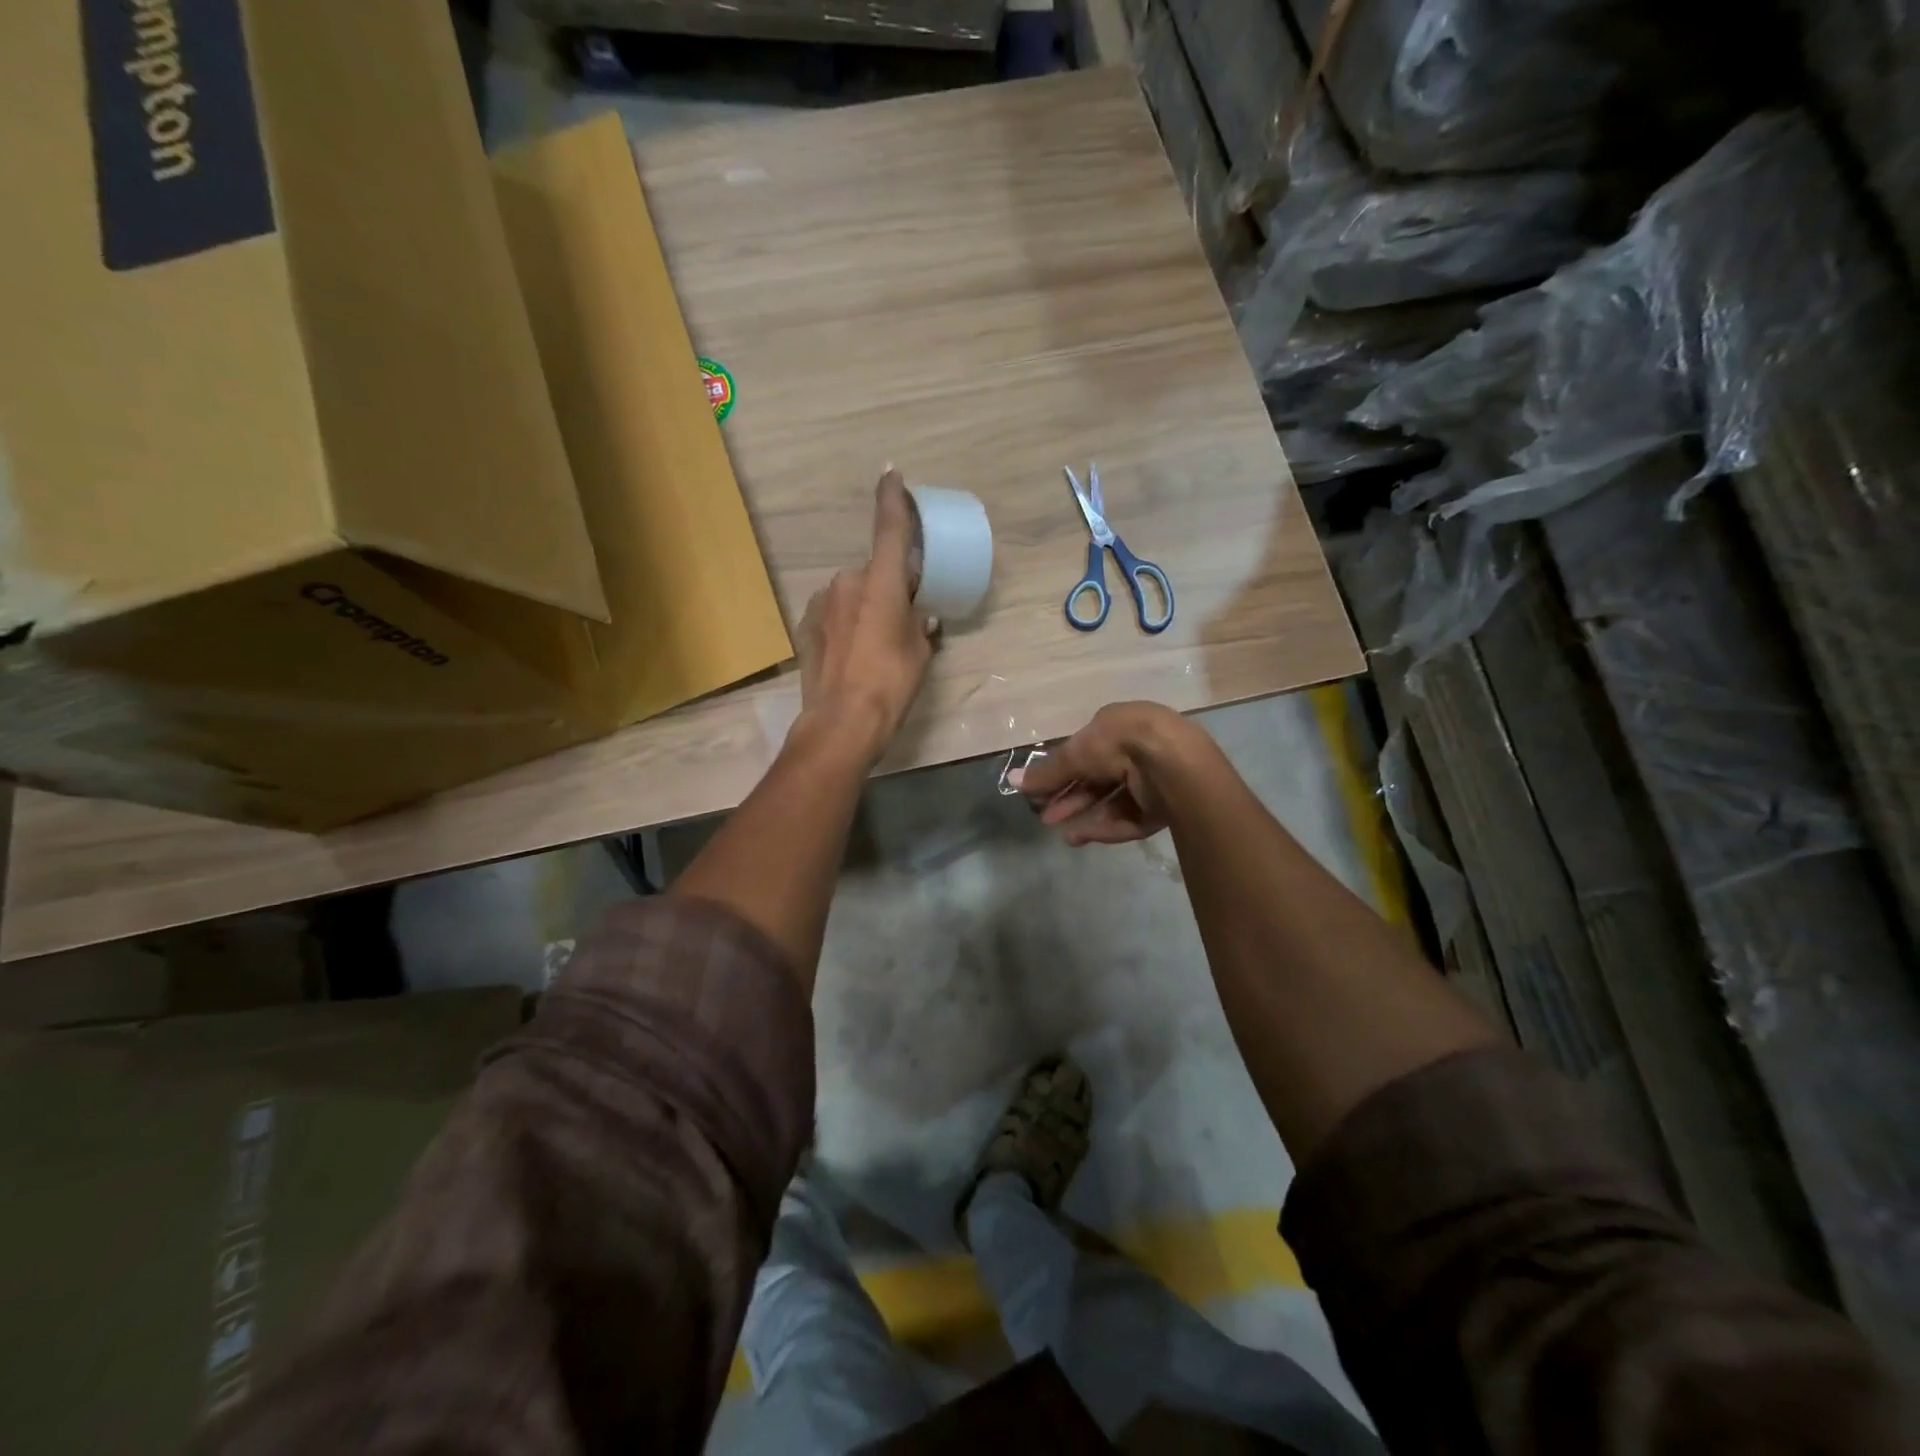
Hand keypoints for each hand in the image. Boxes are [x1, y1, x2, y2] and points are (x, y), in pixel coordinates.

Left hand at [794, 469, 938, 763]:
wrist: (840, 722)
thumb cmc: (889, 684)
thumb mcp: (919, 654)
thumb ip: (920, 625)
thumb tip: (922, 615)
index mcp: (881, 582)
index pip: (889, 528)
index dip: (892, 498)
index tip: (891, 474)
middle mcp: (847, 582)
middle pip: (874, 571)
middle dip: (888, 586)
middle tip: (902, 617)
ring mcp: (822, 602)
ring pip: (853, 593)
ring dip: (866, 605)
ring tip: (875, 644)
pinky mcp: (806, 624)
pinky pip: (835, 611)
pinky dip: (847, 622)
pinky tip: (853, 652)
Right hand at [1012, 702, 1203, 845]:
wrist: (1172, 762)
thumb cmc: (1119, 743)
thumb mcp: (1076, 753)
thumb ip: (1047, 772)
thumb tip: (1013, 780)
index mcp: (1118, 726)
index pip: (1085, 752)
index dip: (1061, 773)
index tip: (1040, 793)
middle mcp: (1136, 750)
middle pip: (1097, 780)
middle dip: (1070, 798)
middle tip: (1046, 816)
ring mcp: (1152, 780)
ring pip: (1112, 802)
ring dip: (1084, 815)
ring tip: (1061, 832)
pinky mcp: (1163, 807)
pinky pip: (1128, 818)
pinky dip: (1104, 826)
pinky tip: (1080, 836)